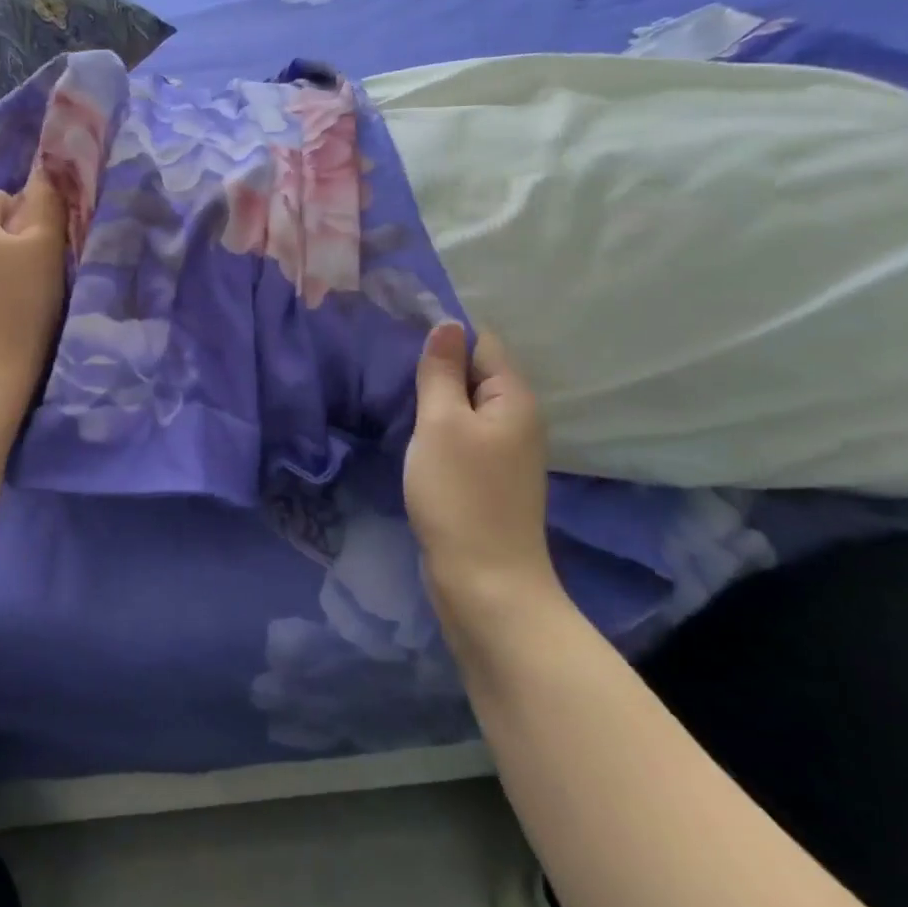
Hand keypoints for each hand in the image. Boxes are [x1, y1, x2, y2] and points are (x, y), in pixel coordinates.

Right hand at [404, 320, 559, 611]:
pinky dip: (438, 430)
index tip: (400, 340)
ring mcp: (504, 453)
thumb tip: (447, 324)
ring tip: (393, 396)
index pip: (483, 343)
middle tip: (389, 369)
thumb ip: (442, 372)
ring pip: (465, 407)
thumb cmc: (460, 494)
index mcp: (514, 399)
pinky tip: (411, 434)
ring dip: (434, 401)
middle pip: (475, 374)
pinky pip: (463, 437)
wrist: (484, 582)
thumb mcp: (441, 423)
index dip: (445, 338)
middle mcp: (517, 420)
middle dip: (437, 369)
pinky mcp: (489, 479)